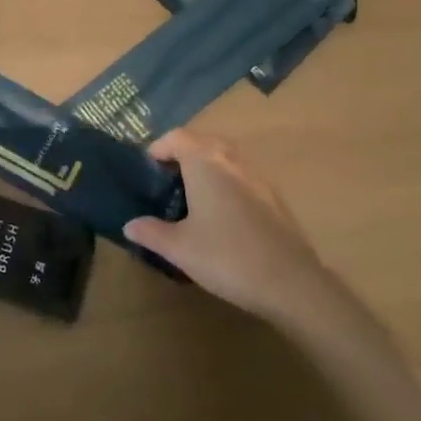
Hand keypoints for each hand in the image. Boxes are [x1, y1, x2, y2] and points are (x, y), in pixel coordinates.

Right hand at [123, 129, 353, 326]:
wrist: (292, 284)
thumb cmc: (227, 257)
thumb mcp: (179, 248)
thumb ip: (151, 232)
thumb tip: (129, 225)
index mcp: (206, 164)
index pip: (178, 137)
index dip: (158, 147)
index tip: (147, 169)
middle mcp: (233, 162)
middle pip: (204, 142)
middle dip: (183, 154)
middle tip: (166, 179)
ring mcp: (258, 178)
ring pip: (226, 159)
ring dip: (206, 168)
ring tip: (191, 197)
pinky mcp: (275, 199)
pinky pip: (242, 178)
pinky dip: (226, 184)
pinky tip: (221, 217)